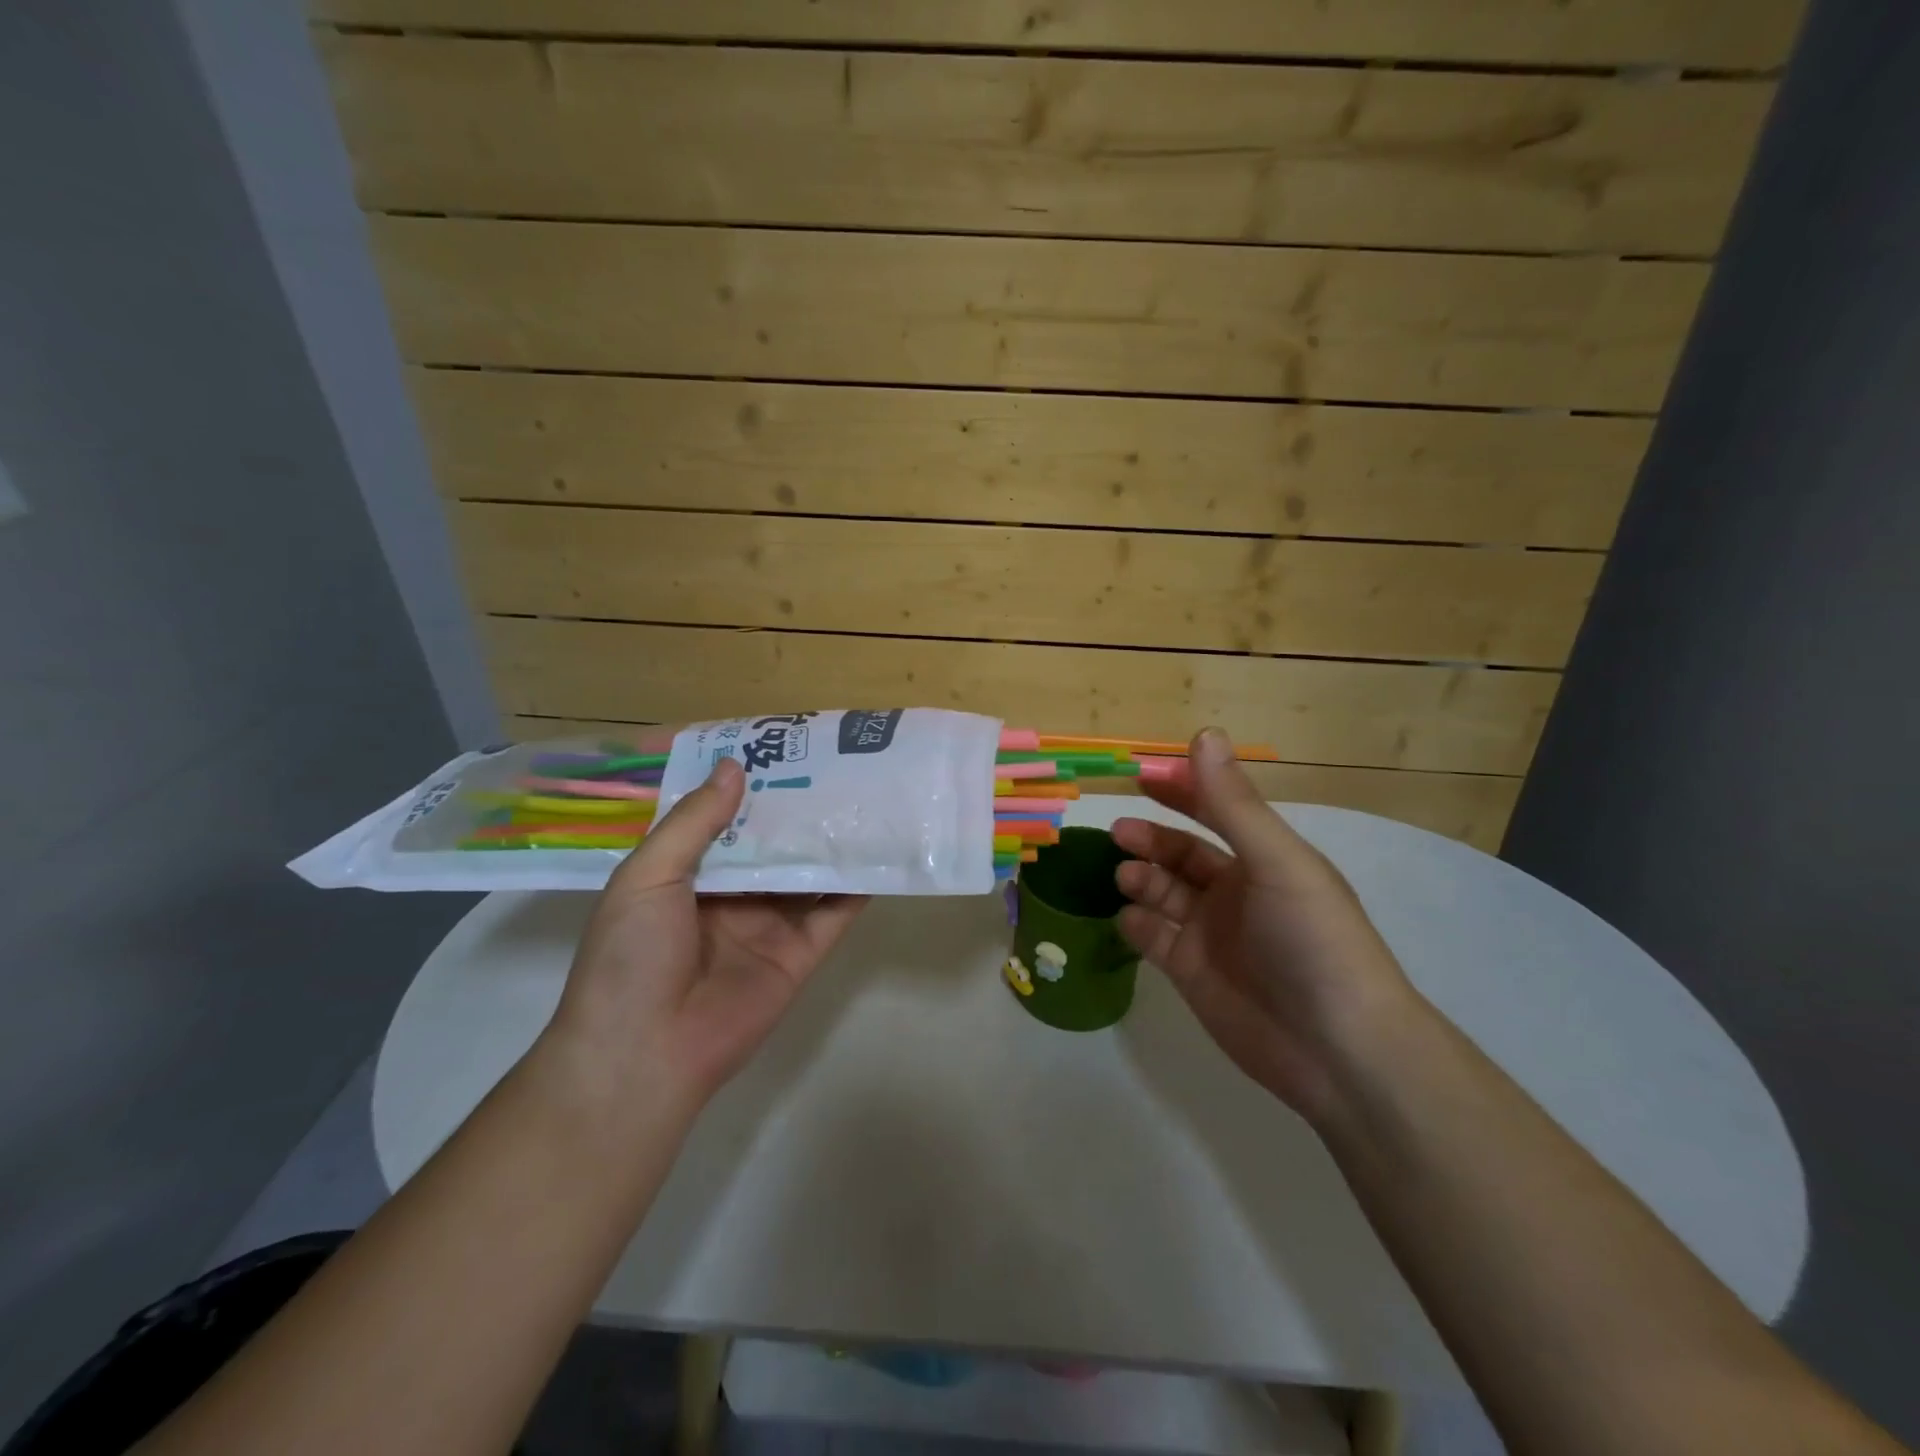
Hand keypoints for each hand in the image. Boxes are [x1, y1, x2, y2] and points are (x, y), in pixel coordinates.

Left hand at [542, 758, 867, 1111]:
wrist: (646, 1054)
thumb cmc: (632, 956)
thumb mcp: (646, 877)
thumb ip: (693, 823)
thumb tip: (734, 767)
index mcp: (686, 876)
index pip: (724, 821)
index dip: (749, 788)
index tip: (781, 750)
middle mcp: (731, 896)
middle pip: (772, 844)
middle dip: (797, 809)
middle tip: (836, 765)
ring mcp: (768, 926)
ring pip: (807, 873)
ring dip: (831, 841)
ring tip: (865, 797)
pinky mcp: (800, 955)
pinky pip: (833, 914)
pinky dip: (855, 886)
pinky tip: (878, 851)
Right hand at [1112, 729, 1414, 1122]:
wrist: (1337, 1050)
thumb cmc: (1314, 940)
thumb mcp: (1277, 861)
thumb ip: (1232, 802)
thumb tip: (1203, 733)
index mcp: (1265, 859)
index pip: (1216, 810)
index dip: (1182, 790)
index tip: (1141, 774)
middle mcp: (1236, 890)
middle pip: (1182, 852)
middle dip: (1151, 837)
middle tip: (1119, 831)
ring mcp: (1211, 933)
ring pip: (1162, 892)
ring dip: (1140, 876)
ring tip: (1126, 877)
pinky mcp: (1191, 972)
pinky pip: (1152, 937)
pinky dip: (1135, 923)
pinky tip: (1130, 918)